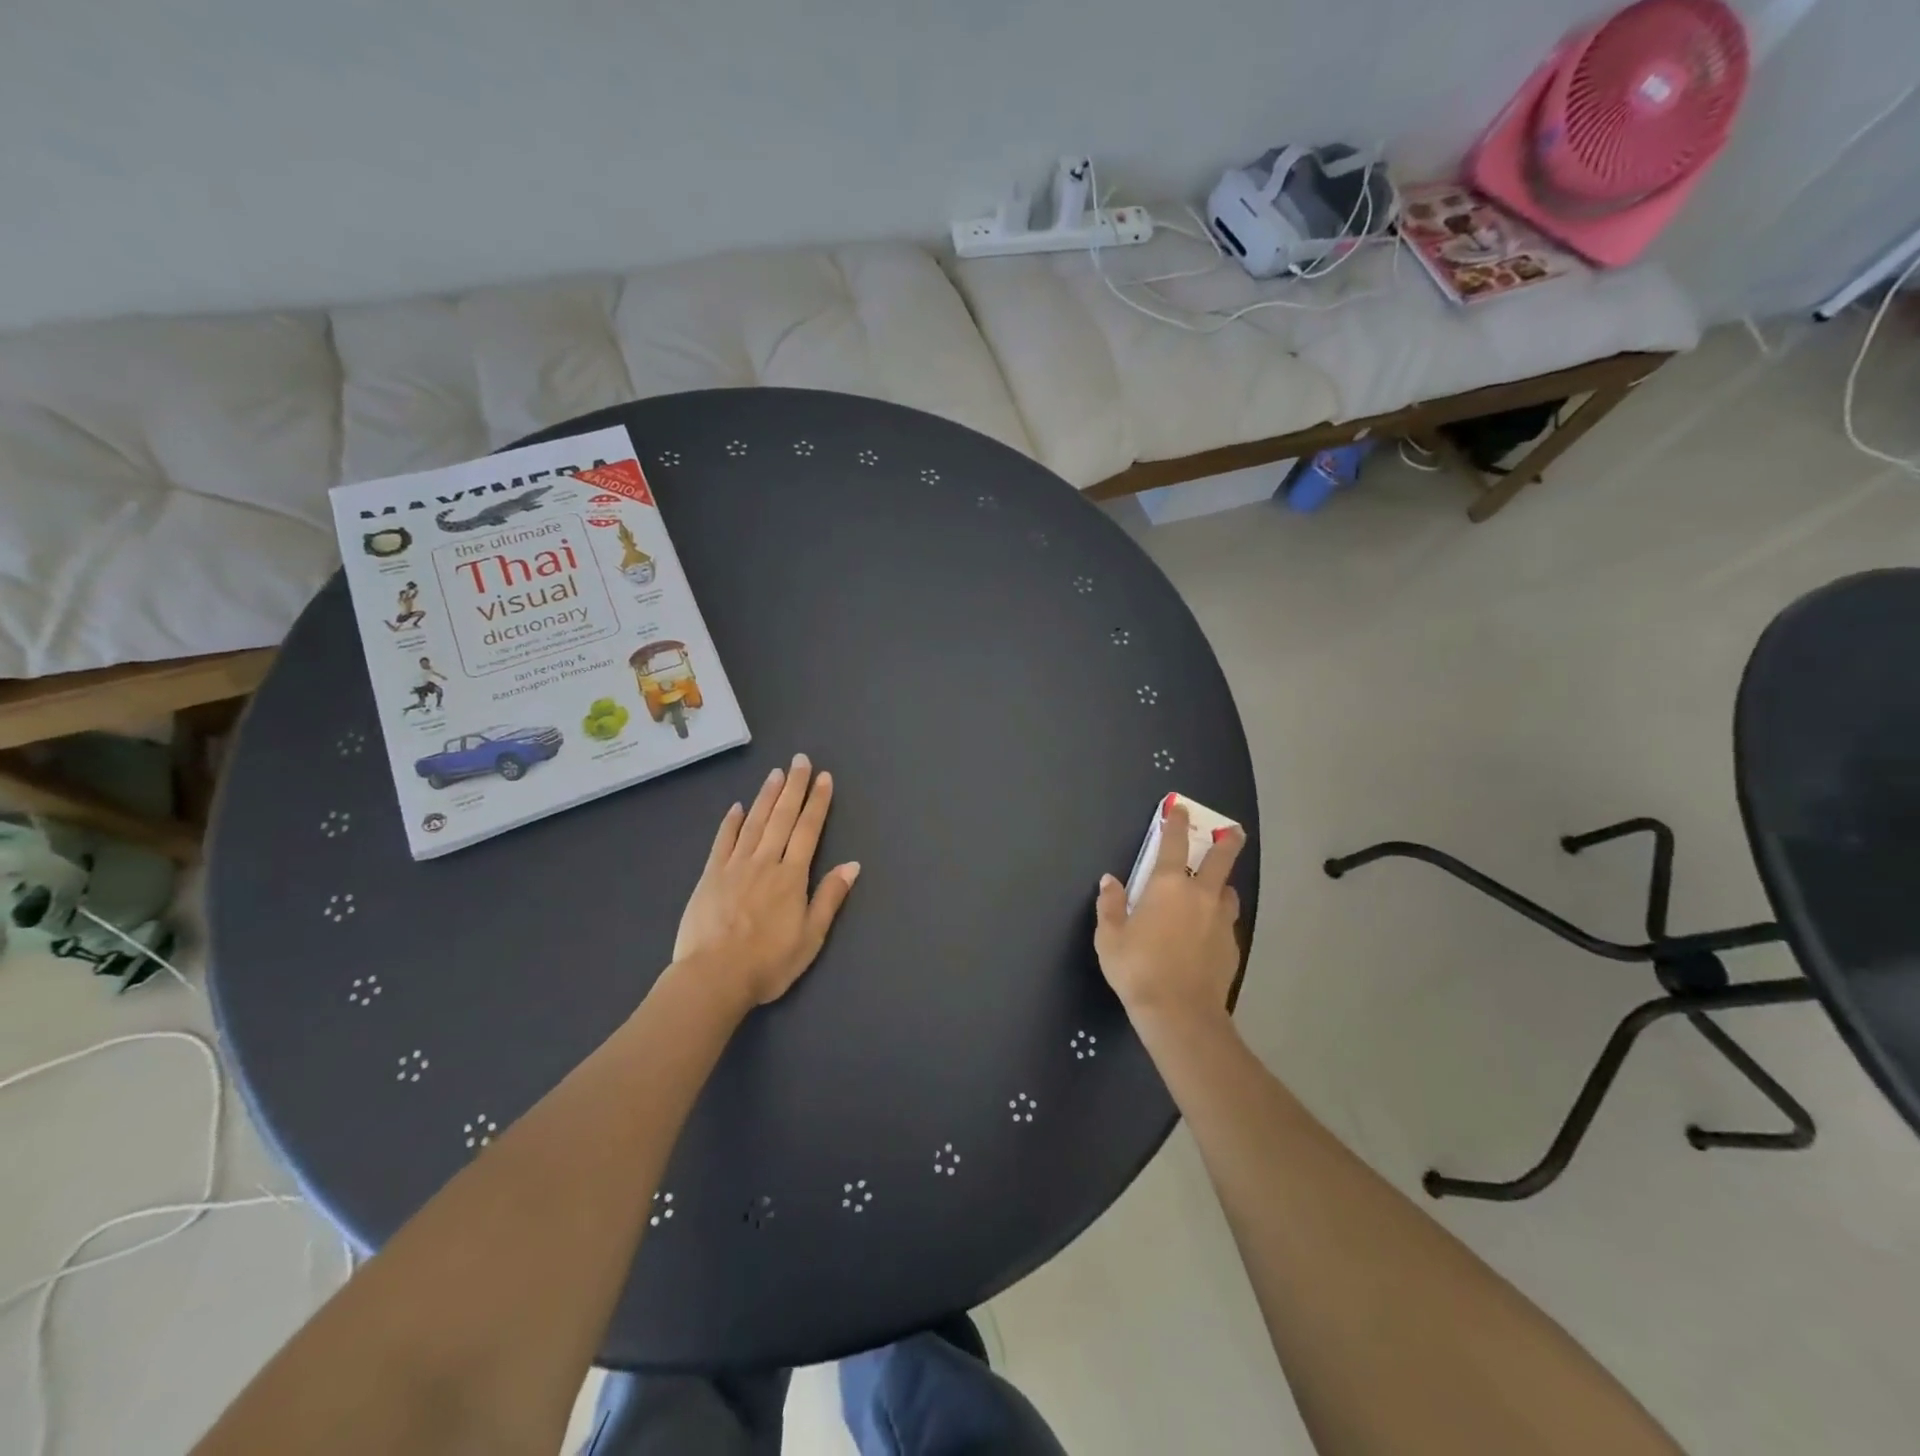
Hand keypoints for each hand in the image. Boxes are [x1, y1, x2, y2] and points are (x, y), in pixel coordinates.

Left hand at [674, 754, 859, 1010]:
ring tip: (776, 773)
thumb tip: (852, 865)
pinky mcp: (710, 876)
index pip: (808, 830)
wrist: (713, 977)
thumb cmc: (769, 962)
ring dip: (766, 796)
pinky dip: (730, 822)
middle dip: (794, 787)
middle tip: (800, 760)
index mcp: (792, 876)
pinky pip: (722, 842)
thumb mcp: (811, 937)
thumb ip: (830, 897)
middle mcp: (765, 862)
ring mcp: (735, 866)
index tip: (823, 778)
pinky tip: (737, 807)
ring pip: (754, 822)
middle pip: (782, 818)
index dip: (817, 803)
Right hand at [1095, 803, 1244, 1025]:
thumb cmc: (1137, 968)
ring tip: (1214, 890)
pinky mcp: (1231, 947)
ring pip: (1228, 893)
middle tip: (1233, 831)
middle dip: (1227, 841)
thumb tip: (1110, 881)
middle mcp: (1200, 896)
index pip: (1174, 844)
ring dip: (1222, 885)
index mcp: (1168, 886)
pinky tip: (1208, 932)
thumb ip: (1110, 905)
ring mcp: (1221, 921)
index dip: (1176, 823)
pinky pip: (1226, 923)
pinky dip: (1218, 919)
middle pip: (1221, 860)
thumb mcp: (1110, 937)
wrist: (1180, 1013)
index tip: (1179, 808)